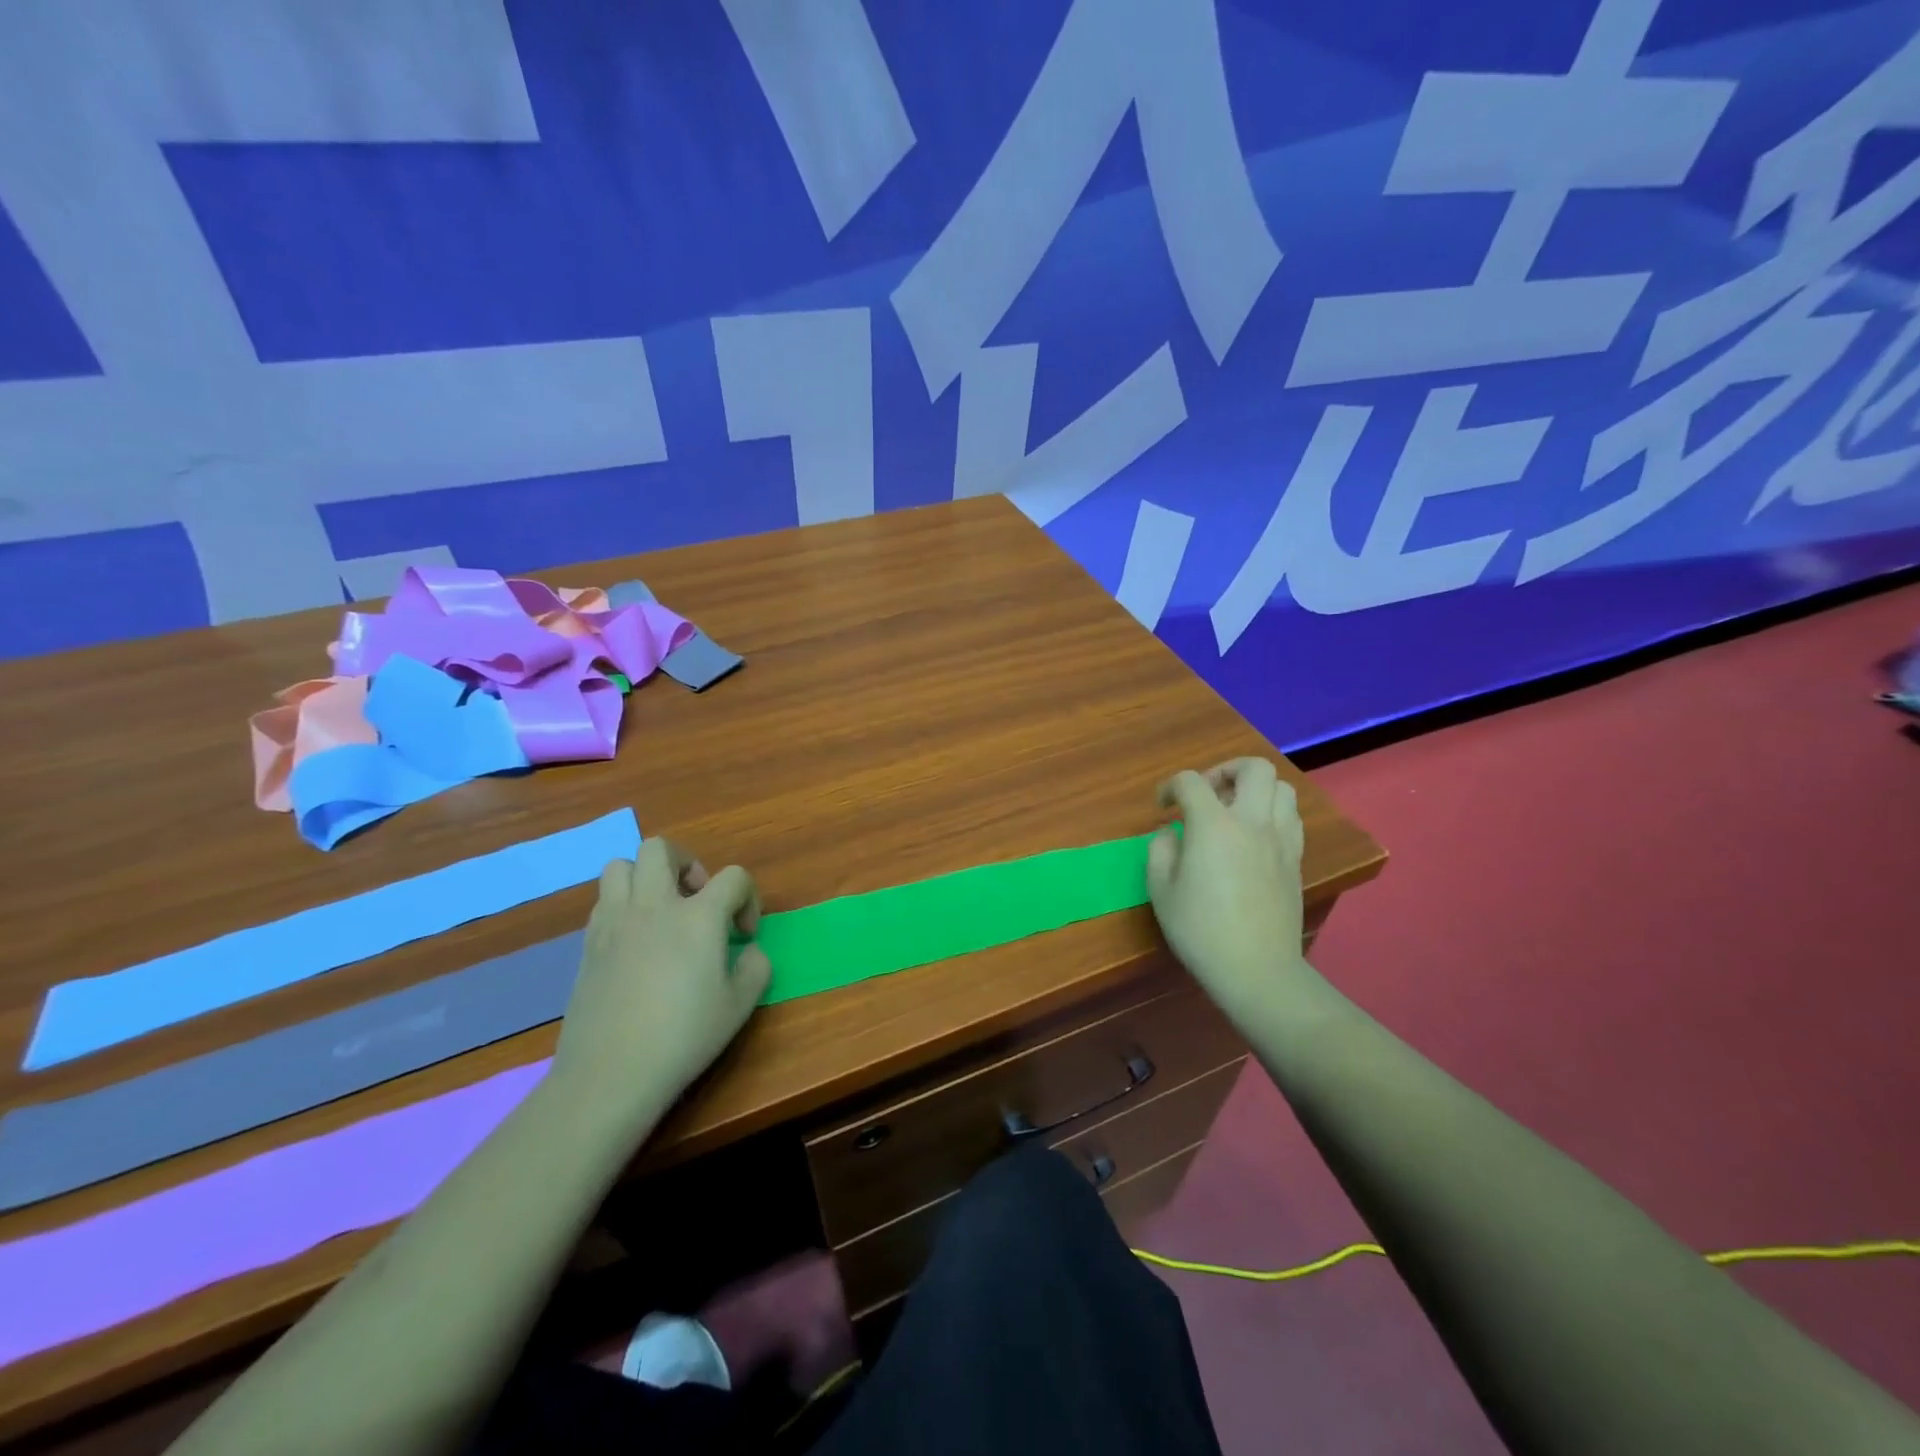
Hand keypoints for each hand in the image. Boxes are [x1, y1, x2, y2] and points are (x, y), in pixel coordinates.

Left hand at [554, 839, 772, 1127]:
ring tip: (661, 910)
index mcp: (698, 917)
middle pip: (662, 849)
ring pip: (621, 865)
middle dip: (687, 863)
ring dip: (646, 877)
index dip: (748, 898)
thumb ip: (756, 968)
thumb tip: (749, 951)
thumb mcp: (739, 1006)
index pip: (733, 877)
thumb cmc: (683, 1037)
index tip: (743, 936)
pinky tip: (636, 940)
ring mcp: (614, 922)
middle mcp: (654, 906)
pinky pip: (604, 901)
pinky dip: (623, 905)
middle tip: (697, 899)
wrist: (610, 1074)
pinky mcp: (588, 944)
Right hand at [1148, 759, 1313, 1028]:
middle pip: (1253, 768)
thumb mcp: (1161, 890)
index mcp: (1213, 825)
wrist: (1257, 969)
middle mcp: (1252, 822)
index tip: (1162, 807)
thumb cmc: (1201, 930)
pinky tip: (1253, 836)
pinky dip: (1272, 813)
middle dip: (1225, 770)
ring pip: (1282, 788)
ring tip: (1234, 810)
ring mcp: (1281, 840)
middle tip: (1207, 794)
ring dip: (1255, 789)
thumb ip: (1160, 850)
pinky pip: (1291, 818)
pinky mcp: (1296, 860)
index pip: (1191, 782)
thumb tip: (1172, 833)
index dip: (1170, 787)